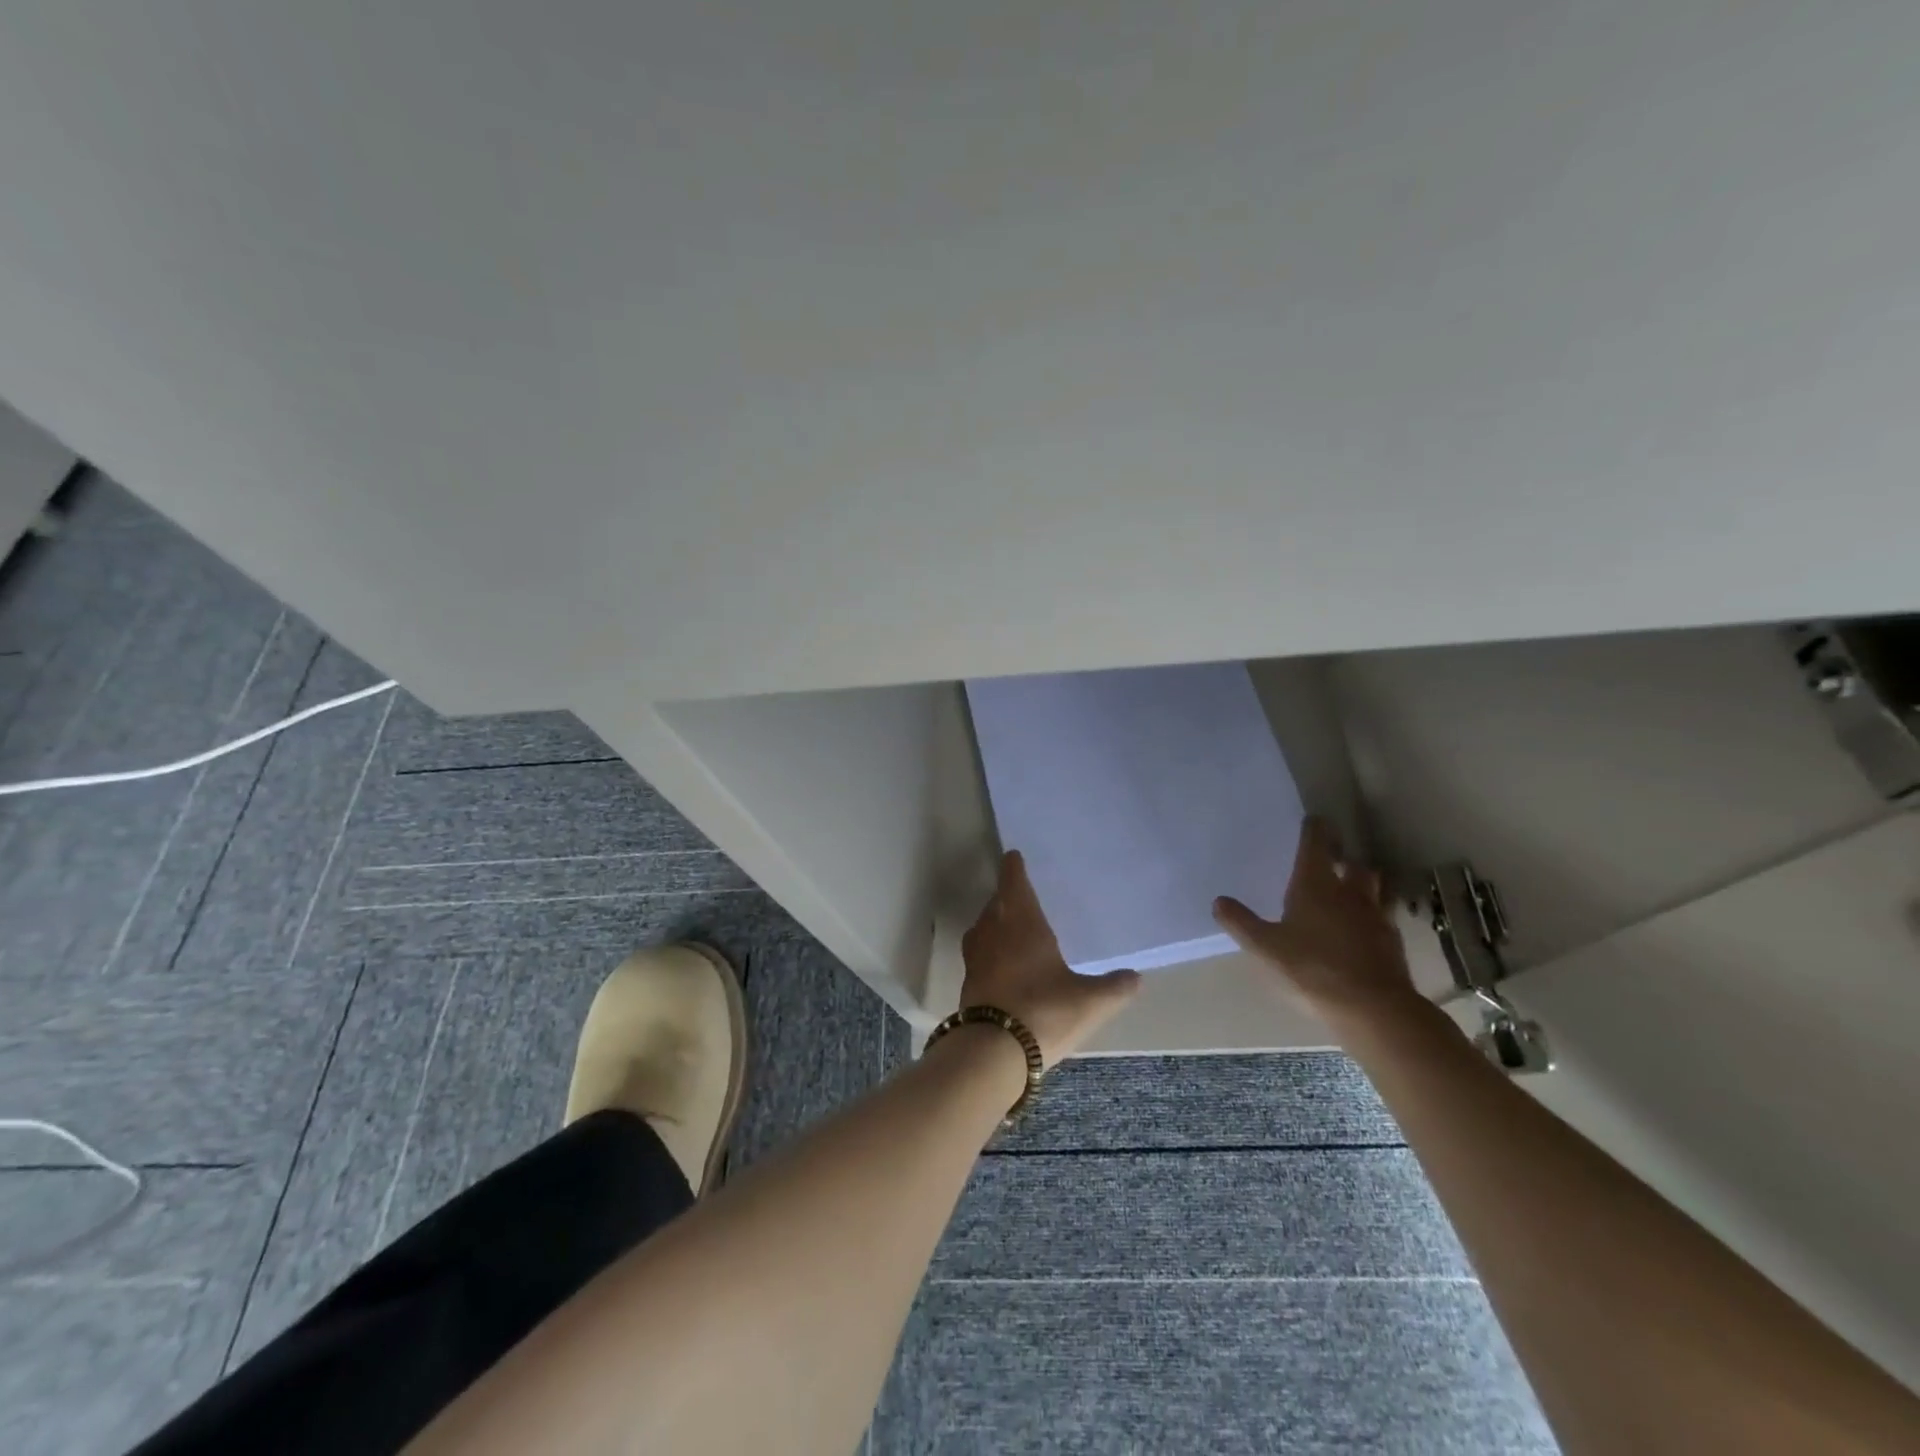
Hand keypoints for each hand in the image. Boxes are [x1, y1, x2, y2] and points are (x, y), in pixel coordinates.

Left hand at [960, 850, 1141, 1065]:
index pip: (1014, 882)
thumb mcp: (1090, 1001)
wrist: (992, 1051)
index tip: (1014, 856)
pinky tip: (1004, 962)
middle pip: (997, 902)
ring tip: (1012, 926)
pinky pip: (980, 952)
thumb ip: (1114, 987)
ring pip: (984, 926)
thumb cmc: (1044, 1011)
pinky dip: (990, 948)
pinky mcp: (968, 981)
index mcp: (1022, 921)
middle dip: (1008, 896)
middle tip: (1023, 894)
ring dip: (995, 921)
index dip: (1014, 868)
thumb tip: (1136, 977)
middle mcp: (994, 930)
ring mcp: (976, 956)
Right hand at [1211, 818, 1426, 1031]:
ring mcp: (1375, 917)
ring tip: (1348, 893)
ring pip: (1373, 888)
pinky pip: (1382, 918)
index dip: (1315, 828)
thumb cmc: (1312, 969)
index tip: (1313, 820)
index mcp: (1316, 884)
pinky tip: (1360, 932)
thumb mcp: (1265, 947)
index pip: (1317, 843)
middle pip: (1353, 864)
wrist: (1374, 1009)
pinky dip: (1371, 917)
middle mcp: (1349, 892)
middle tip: (1331, 861)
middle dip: (1343, 858)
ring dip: (1362, 885)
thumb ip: (1241, 923)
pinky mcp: (1392, 943)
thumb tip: (1219, 900)